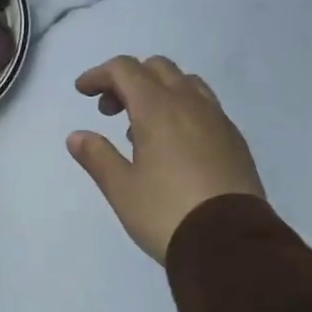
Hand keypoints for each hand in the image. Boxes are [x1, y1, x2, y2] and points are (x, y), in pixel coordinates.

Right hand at [66, 55, 264, 263]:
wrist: (230, 243)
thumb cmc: (166, 212)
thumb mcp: (121, 189)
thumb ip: (97, 156)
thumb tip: (77, 136)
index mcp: (158, 108)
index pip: (125, 69)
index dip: (99, 74)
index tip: (82, 92)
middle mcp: (190, 104)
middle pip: (157, 68)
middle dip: (128, 80)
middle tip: (110, 111)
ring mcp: (218, 119)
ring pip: (185, 83)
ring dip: (158, 91)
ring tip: (141, 128)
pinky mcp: (234, 140)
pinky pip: (205, 106)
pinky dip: (182, 108)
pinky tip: (173, 144)